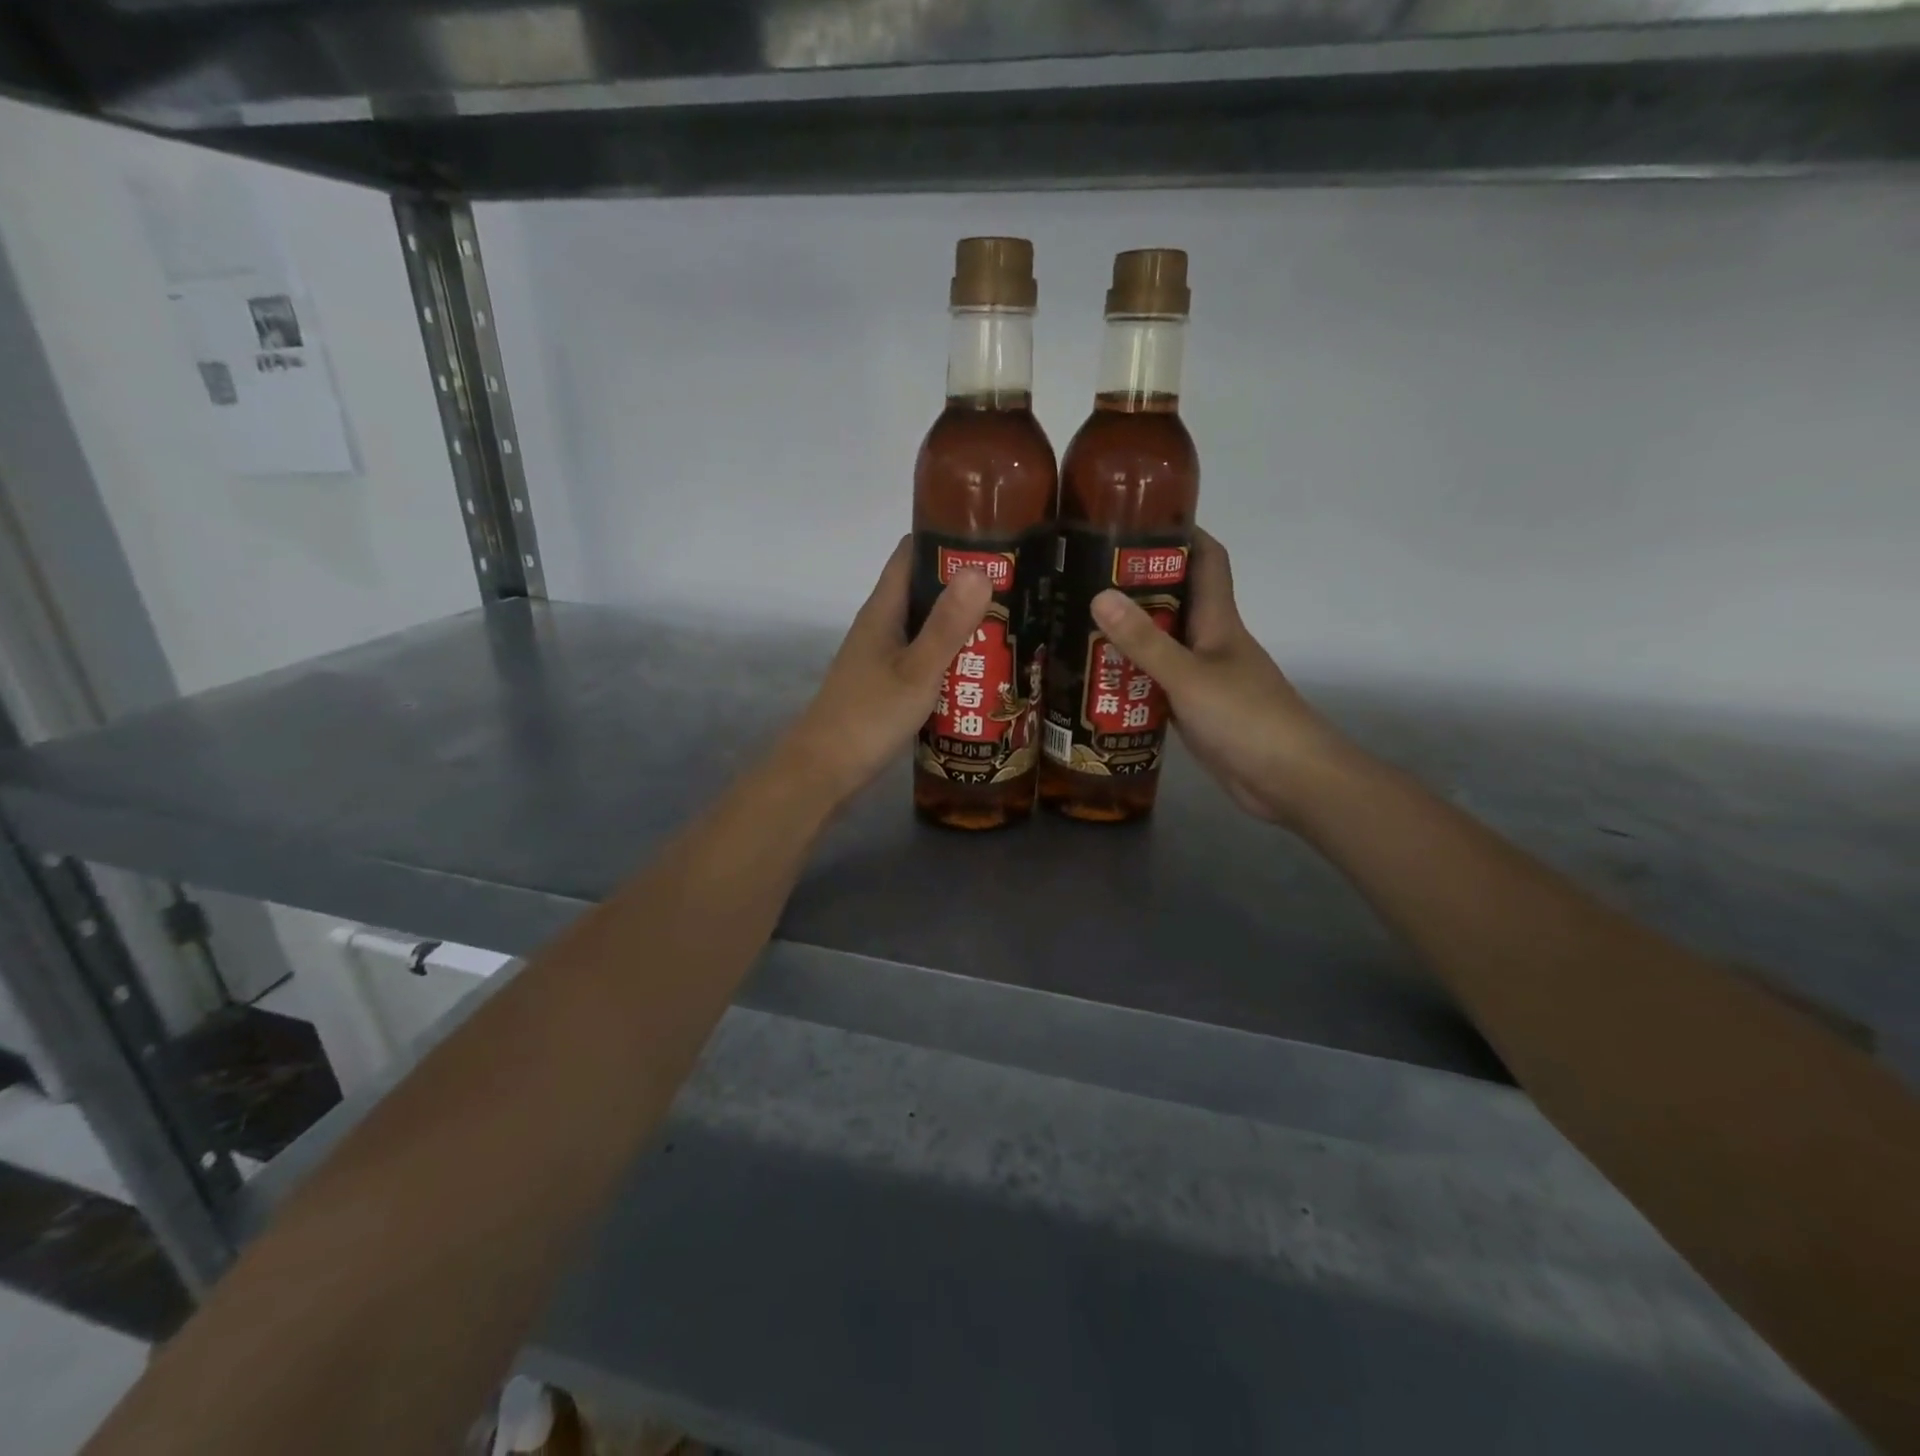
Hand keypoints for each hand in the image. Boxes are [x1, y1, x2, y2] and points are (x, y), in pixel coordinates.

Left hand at [784, 537, 992, 804]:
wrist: (825, 769)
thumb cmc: (869, 716)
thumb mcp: (917, 671)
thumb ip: (947, 625)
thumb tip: (980, 569)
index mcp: (884, 610)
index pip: (912, 553)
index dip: (947, 538)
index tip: (993, 539)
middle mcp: (881, 625)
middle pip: (924, 589)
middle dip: (965, 586)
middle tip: (1017, 589)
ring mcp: (883, 655)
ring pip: (926, 626)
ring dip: (961, 624)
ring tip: (1010, 625)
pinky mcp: (887, 683)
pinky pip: (924, 656)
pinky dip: (950, 656)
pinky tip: (980, 669)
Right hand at [1090, 529, 1355, 826]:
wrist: (1290, 780)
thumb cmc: (1246, 718)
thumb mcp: (1189, 676)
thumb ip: (1144, 641)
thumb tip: (1099, 595)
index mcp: (1219, 620)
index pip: (1207, 560)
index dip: (1179, 535)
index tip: (1134, 522)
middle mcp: (1212, 642)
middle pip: (1174, 601)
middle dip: (1134, 588)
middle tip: (1082, 582)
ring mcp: (1204, 678)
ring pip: (1163, 645)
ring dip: (1128, 637)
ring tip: (1077, 628)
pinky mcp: (1196, 711)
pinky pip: (1158, 684)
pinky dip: (1133, 680)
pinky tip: (1099, 683)